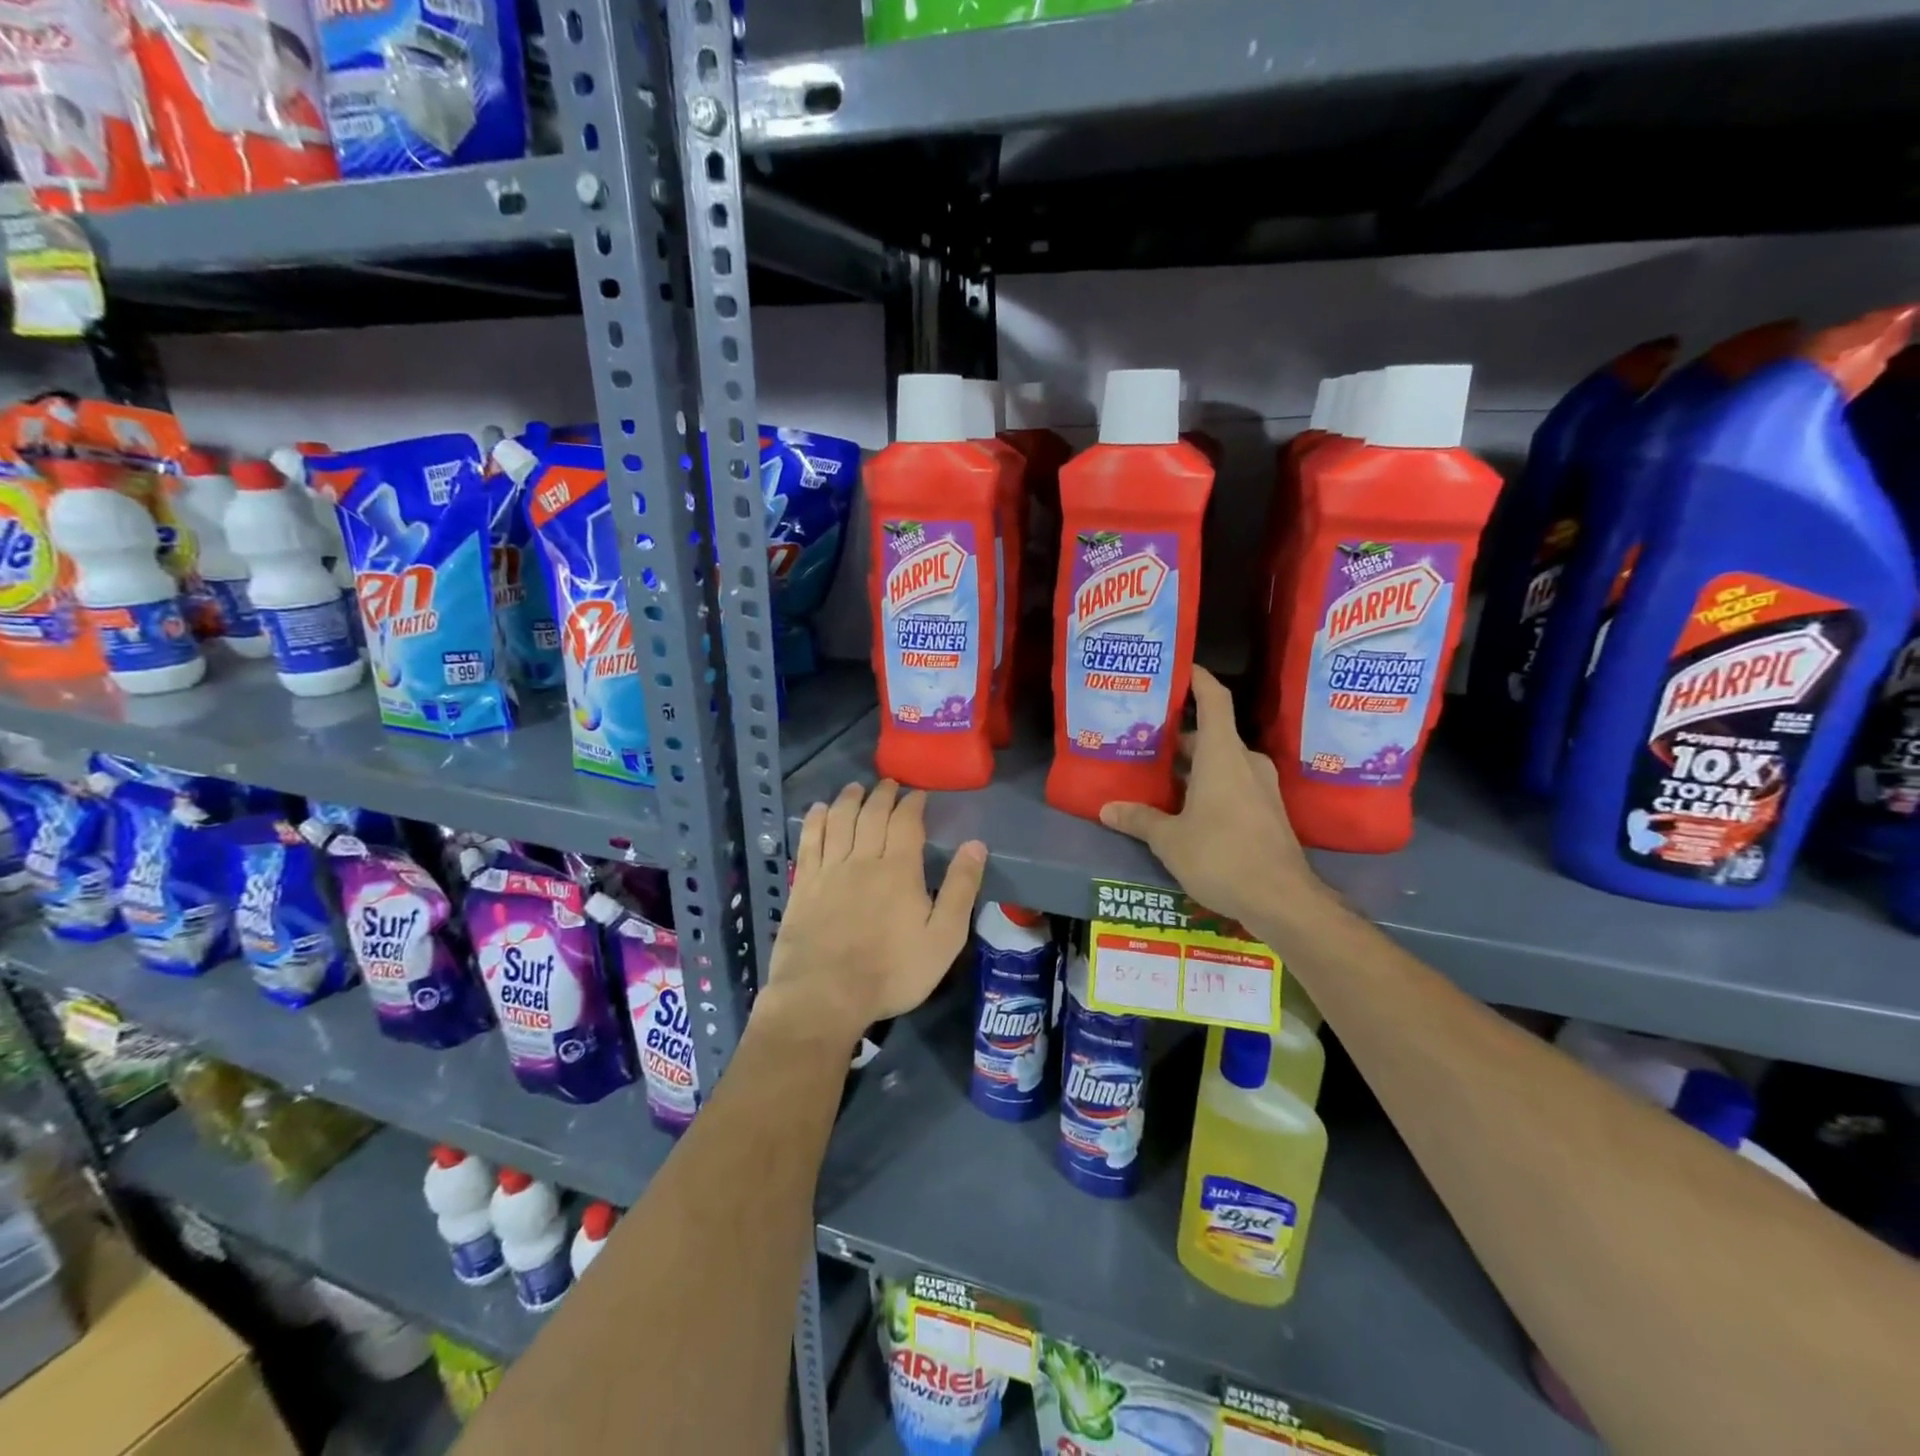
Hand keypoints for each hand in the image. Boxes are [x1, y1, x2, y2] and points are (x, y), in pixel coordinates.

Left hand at [763, 780, 986, 1046]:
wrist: (824, 996)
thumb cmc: (892, 972)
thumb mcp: (943, 939)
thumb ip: (961, 889)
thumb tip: (976, 845)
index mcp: (900, 870)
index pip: (907, 822)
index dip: (913, 804)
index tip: (918, 794)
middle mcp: (863, 859)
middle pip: (872, 814)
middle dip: (882, 795)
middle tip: (889, 785)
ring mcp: (829, 870)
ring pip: (840, 820)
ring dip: (849, 799)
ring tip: (856, 788)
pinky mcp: (803, 884)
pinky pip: (809, 841)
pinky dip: (816, 820)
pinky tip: (820, 810)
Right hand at [1100, 667, 1327, 930]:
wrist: (1282, 900)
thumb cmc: (1221, 856)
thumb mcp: (1170, 840)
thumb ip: (1139, 819)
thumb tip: (1107, 809)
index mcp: (1222, 755)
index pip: (1213, 699)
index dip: (1197, 678)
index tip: (1178, 667)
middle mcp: (1245, 762)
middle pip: (1210, 734)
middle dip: (1178, 735)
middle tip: (1144, 737)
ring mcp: (1261, 786)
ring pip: (1221, 761)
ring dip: (1192, 764)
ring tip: (1157, 773)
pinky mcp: (1268, 810)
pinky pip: (1233, 783)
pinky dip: (1208, 784)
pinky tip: (1184, 806)